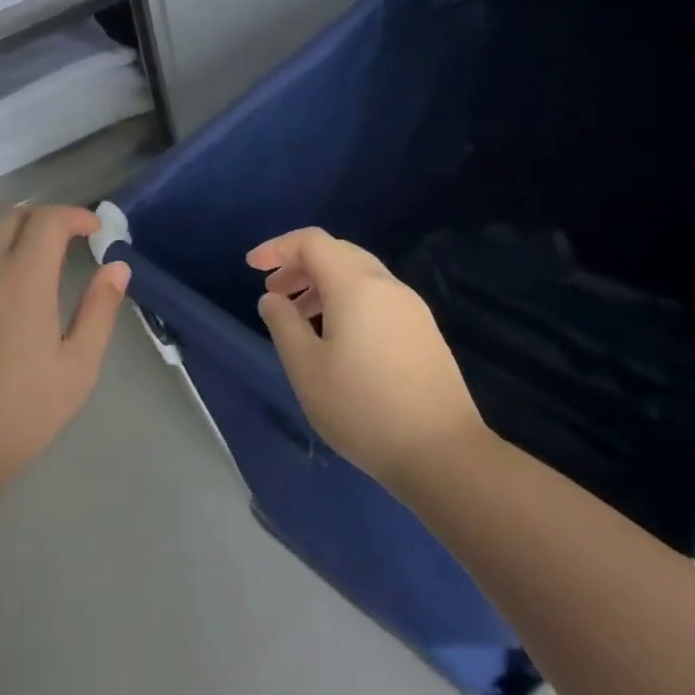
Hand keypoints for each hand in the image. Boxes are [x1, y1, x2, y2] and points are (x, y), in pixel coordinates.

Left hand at [0, 205, 128, 485]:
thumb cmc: (23, 412)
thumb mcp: (78, 365)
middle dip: (42, 219)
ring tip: (29, 277)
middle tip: (64, 241)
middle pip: (10, 218)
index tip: (93, 229)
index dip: (74, 215)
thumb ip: (100, 308)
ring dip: (10, 247)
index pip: (48, 220)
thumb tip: (117, 267)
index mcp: (23, 279)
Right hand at [248, 228, 484, 489]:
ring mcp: (411, 308)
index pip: (311, 242)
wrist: (443, 453)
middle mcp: (386, 285)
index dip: (278, 248)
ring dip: (323, 285)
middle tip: (274, 294)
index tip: (251, 267)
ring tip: (299, 318)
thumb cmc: (363, 408)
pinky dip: (347, 301)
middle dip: (300, 266)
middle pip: (337, 253)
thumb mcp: (306, 368)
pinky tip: (336, 339)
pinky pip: (377, 298)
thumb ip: (283, 324)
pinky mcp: (424, 331)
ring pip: (359, 276)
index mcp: (356, 285)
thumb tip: (272, 298)